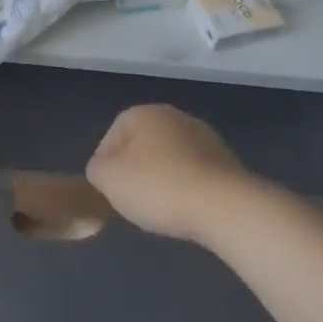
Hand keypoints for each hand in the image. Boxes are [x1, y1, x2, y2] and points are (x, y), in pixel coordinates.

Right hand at [86, 104, 256, 243]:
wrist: (223, 205)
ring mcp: (204, 136)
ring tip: (159, 208)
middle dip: (135, 170)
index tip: (108, 192)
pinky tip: (185, 208)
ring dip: (161, 178)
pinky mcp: (225, 159)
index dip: (105, 165)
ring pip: (169, 158)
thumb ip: (96, 169)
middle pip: (142, 144)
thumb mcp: (108, 179)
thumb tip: (103, 168)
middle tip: (131, 200)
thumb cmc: (158, 186)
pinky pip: (193, 172)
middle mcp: (174, 115)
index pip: (112, 136)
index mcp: (144, 113)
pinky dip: (185, 187)